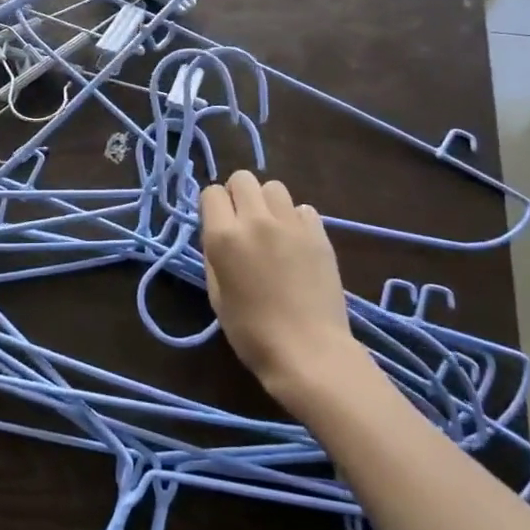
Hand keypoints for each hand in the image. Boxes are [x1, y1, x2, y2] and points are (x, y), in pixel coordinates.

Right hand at [198, 171, 362, 416]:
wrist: (309, 351)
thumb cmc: (252, 333)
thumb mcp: (217, 295)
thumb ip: (214, 255)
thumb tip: (219, 233)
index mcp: (224, 237)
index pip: (211, 193)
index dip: (212, 206)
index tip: (217, 224)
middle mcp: (256, 220)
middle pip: (243, 178)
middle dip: (238, 195)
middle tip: (242, 222)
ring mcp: (291, 224)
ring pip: (274, 187)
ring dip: (267, 203)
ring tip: (271, 230)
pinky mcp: (319, 233)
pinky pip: (302, 208)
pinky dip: (295, 219)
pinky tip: (295, 244)